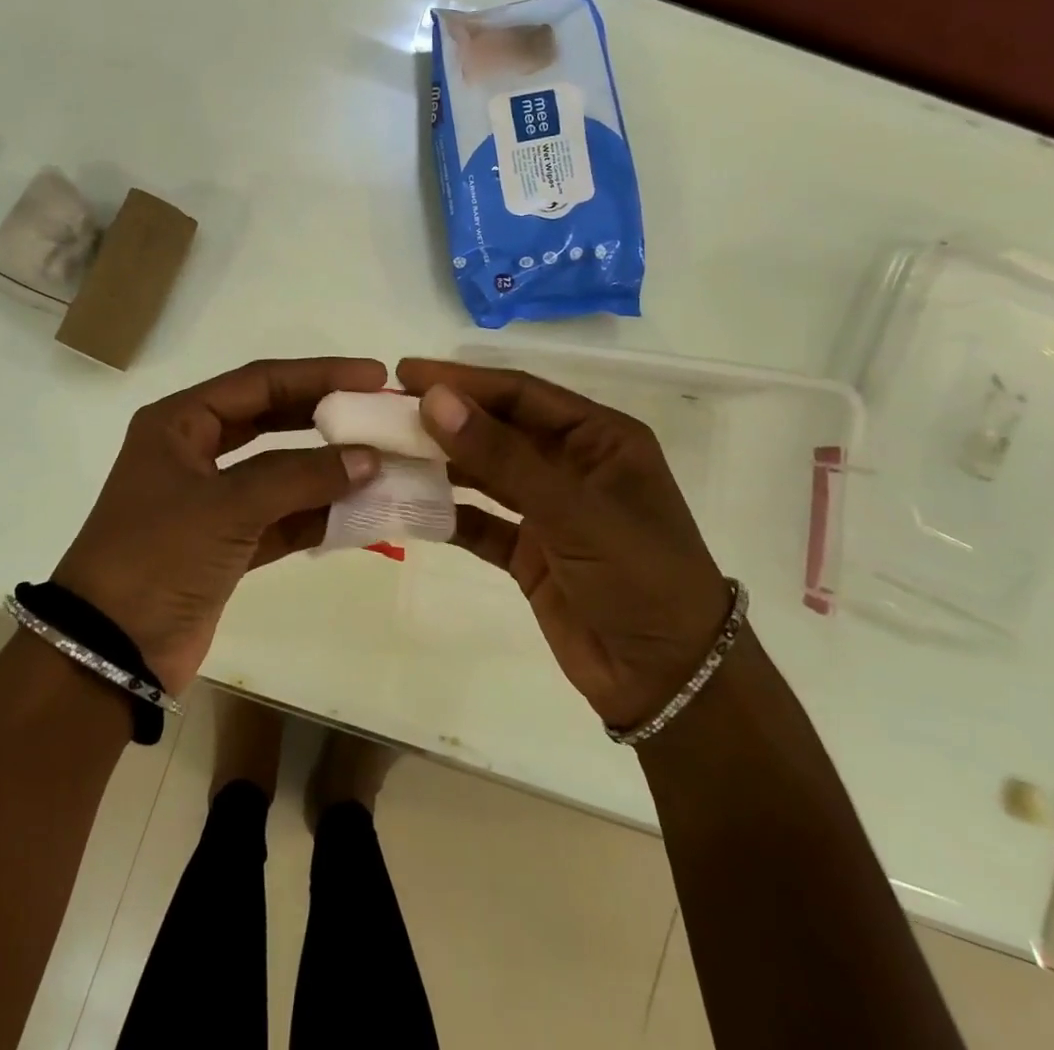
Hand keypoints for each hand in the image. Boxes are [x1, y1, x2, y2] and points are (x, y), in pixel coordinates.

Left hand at [52, 357, 385, 691]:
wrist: (110, 651)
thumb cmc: (157, 556)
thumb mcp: (227, 506)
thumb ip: (300, 478)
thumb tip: (368, 458)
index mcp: (180, 423)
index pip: (259, 382)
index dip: (318, 374)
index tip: (372, 375)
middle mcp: (194, 452)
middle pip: (272, 419)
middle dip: (325, 417)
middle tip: (380, 413)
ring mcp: (211, 500)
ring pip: (280, 472)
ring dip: (327, 471)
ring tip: (384, 464)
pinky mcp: (226, 544)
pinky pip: (281, 518)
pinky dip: (317, 516)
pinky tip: (361, 513)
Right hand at [398, 359, 733, 730]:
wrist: (670, 681)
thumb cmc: (638, 576)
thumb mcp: (573, 509)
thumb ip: (501, 455)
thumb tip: (434, 399)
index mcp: (600, 438)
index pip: (521, 393)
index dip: (463, 380)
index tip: (405, 373)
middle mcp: (572, 465)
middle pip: (498, 428)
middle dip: (445, 419)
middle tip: (384, 410)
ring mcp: (549, 510)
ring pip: (485, 473)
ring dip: (440, 464)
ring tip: (385, 451)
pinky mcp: (530, 551)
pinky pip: (480, 522)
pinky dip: (447, 514)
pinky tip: (407, 505)